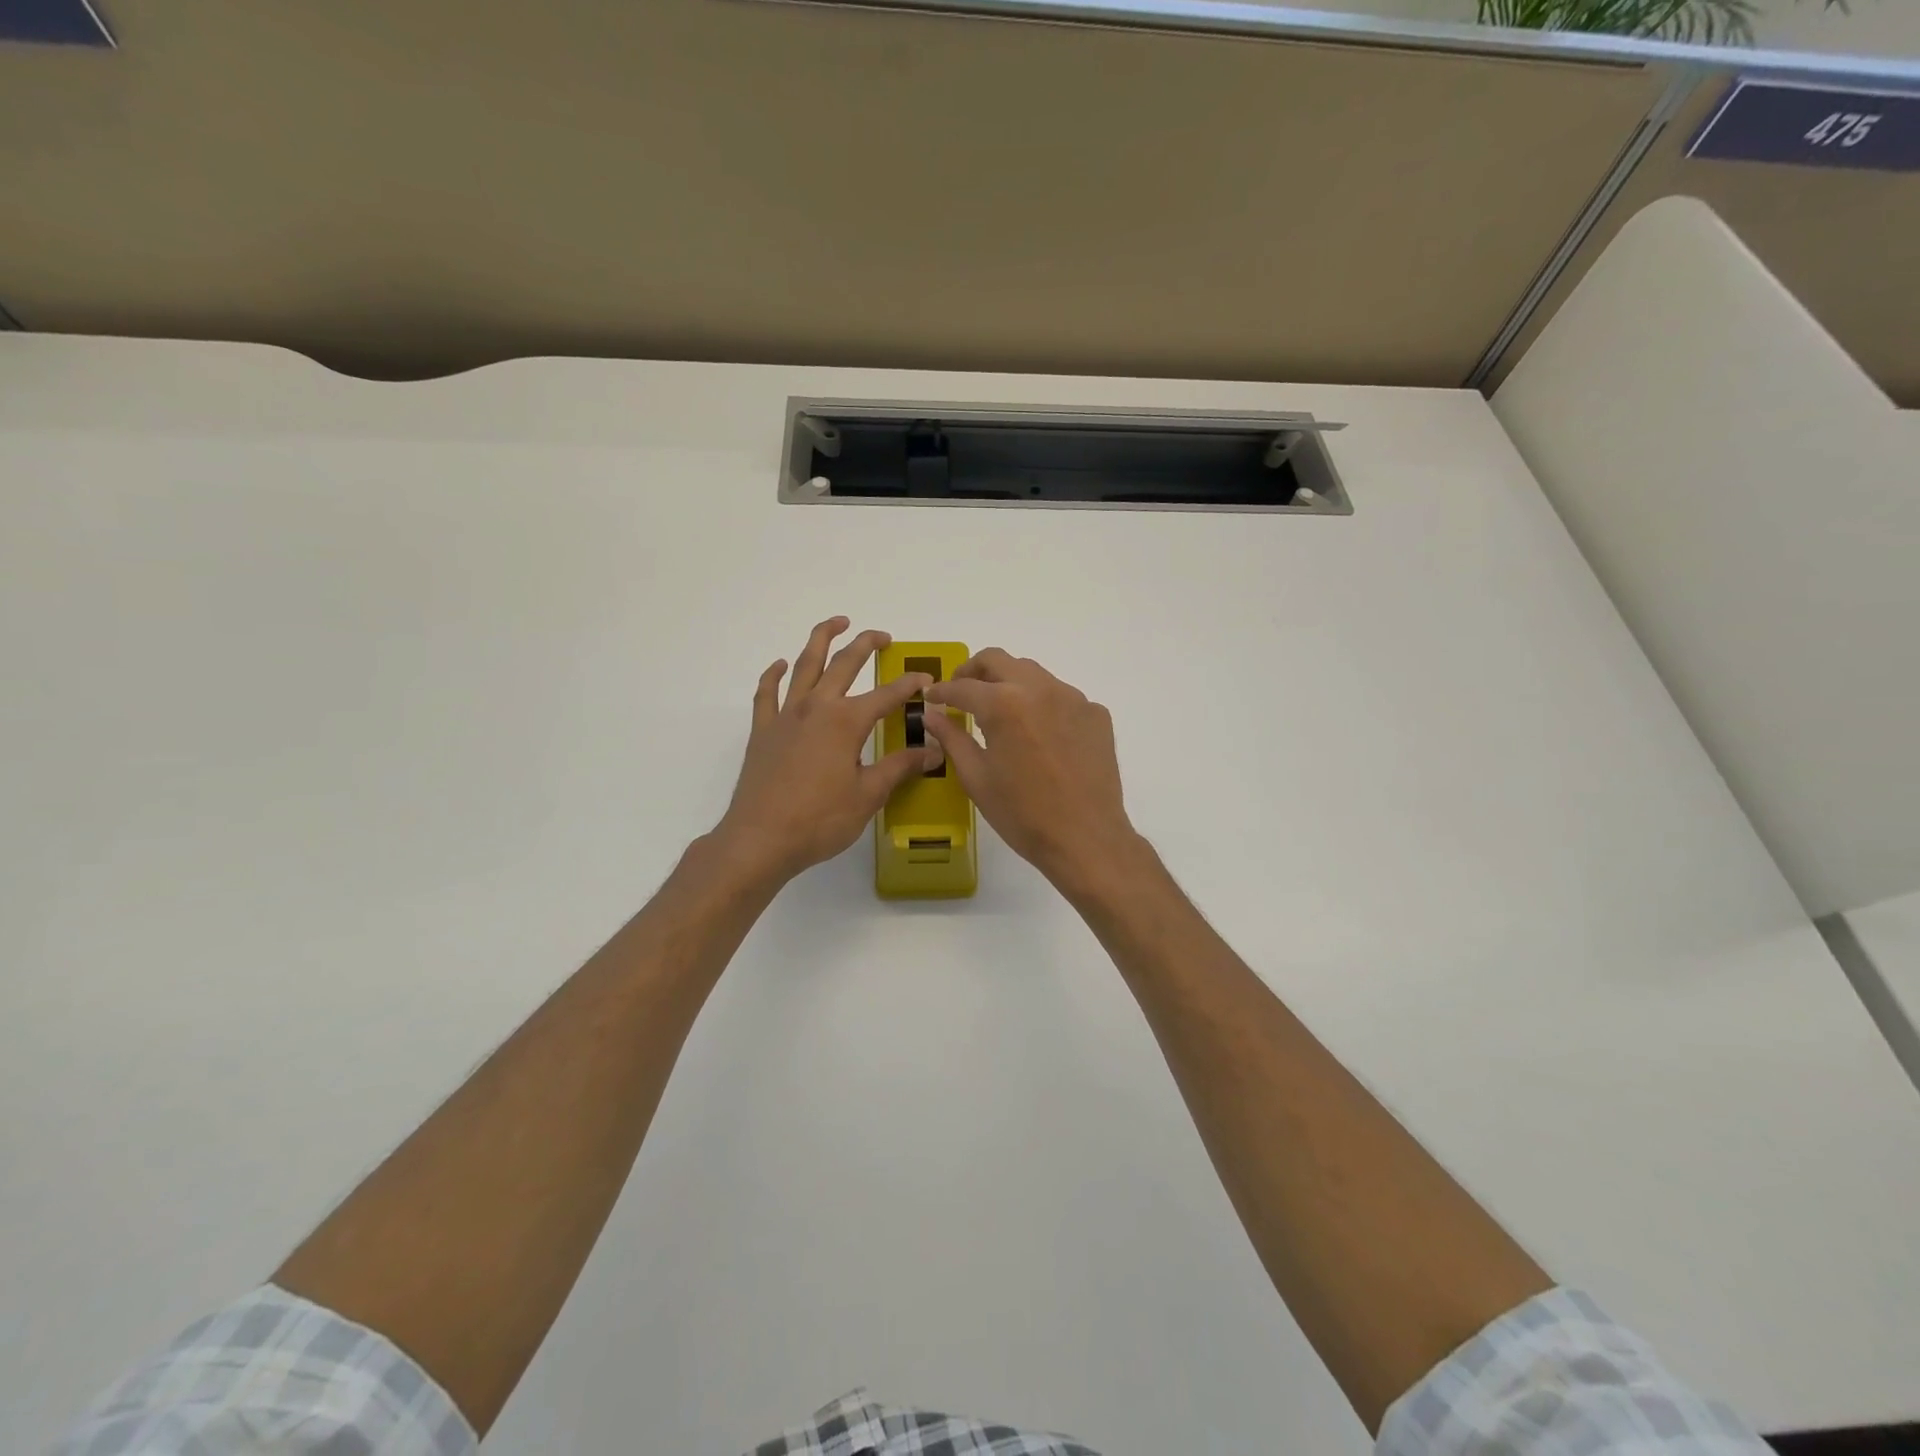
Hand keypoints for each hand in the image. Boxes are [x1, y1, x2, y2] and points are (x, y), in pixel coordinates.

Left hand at [712, 617, 941, 883]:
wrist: (760, 839)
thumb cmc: (820, 820)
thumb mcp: (868, 795)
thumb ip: (900, 767)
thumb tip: (933, 751)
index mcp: (846, 721)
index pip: (886, 695)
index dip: (910, 685)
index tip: (927, 680)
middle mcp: (816, 708)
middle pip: (844, 664)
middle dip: (865, 645)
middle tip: (882, 636)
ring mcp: (785, 716)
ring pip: (805, 665)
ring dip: (821, 639)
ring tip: (836, 623)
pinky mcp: (762, 731)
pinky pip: (767, 693)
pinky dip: (775, 674)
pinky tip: (781, 665)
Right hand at [921, 649, 1142, 893]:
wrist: (1086, 838)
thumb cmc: (1023, 814)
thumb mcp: (977, 778)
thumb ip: (953, 738)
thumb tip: (932, 714)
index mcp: (1004, 705)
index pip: (963, 686)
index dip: (942, 691)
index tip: (932, 697)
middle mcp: (1039, 689)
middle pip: (999, 660)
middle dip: (974, 671)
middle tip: (962, 690)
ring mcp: (1073, 698)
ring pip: (1033, 674)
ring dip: (1009, 683)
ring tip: (1000, 711)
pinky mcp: (1096, 714)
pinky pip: (1061, 696)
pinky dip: (1042, 704)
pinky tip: (1039, 734)